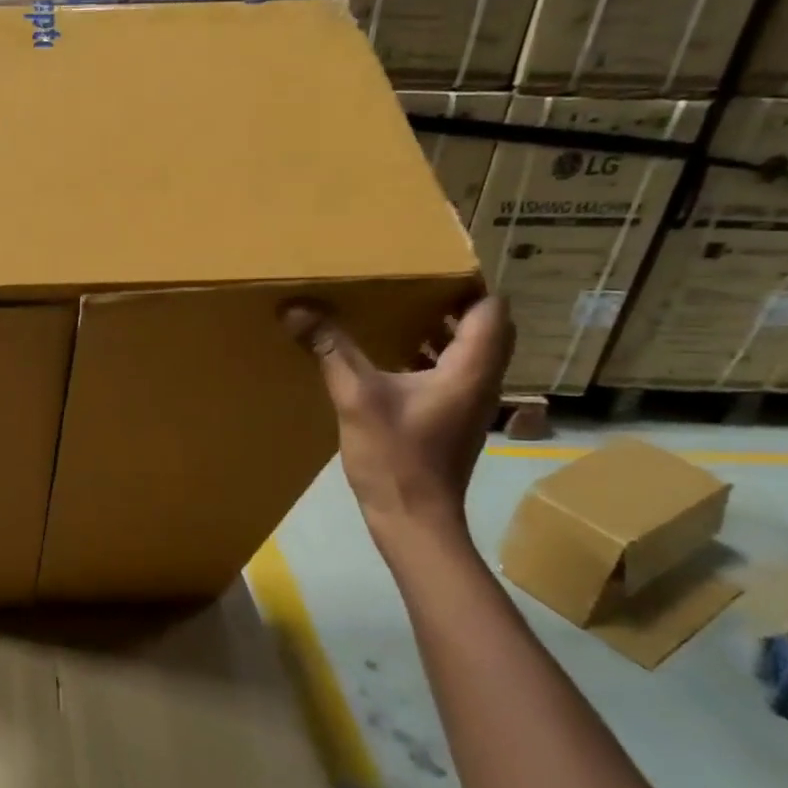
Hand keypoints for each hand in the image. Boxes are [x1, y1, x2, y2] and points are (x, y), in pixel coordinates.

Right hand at [282, 295, 513, 551]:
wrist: (414, 519)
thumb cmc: (396, 457)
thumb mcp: (357, 397)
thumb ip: (331, 350)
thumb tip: (297, 308)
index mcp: (471, 368)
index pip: (491, 308)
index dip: (467, 283)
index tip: (430, 267)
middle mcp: (481, 380)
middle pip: (486, 326)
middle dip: (453, 302)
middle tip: (412, 285)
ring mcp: (471, 402)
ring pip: (472, 350)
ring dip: (443, 329)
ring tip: (400, 311)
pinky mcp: (454, 418)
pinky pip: (454, 372)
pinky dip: (432, 355)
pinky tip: (392, 356)